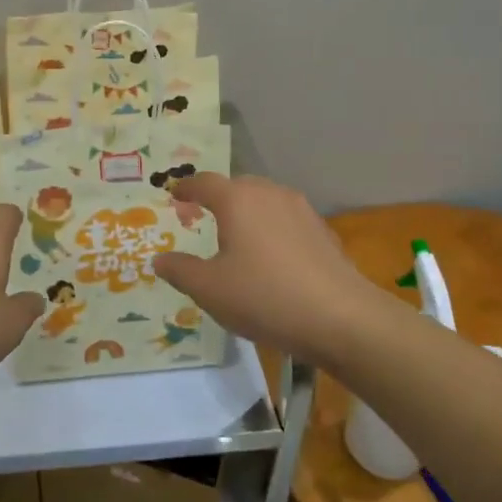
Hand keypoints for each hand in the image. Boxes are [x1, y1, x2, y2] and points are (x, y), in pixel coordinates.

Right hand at [152, 173, 409, 368]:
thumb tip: (159, 260)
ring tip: (236, 237)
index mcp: (237, 200)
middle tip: (201, 216)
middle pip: (237, 187)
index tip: (174, 194)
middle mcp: (270, 194)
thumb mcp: (209, 289)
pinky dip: (271, 230)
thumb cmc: (264, 297)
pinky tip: (271, 258)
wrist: (342, 318)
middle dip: (217, 198)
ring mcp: (301, 210)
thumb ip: (180, 270)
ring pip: (265, 201)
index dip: (186, 188)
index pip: (204, 183)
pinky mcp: (323, 232)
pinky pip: (286, 221)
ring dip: (247, 213)